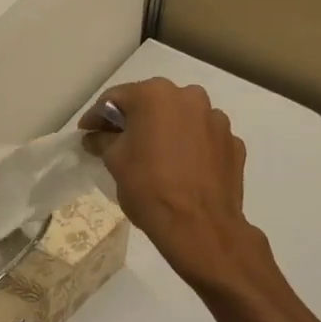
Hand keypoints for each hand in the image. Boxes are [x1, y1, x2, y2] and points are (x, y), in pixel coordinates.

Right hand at [82, 78, 252, 286]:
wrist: (199, 226)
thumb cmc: (148, 187)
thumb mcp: (115, 162)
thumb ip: (103, 140)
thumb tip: (95, 137)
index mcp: (155, 94)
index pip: (116, 98)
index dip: (97, 116)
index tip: (87, 132)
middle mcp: (189, 96)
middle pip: (152, 104)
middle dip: (135, 121)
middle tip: (119, 143)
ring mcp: (216, 119)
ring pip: (182, 119)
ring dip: (167, 131)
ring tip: (156, 157)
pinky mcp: (233, 143)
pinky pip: (204, 138)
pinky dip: (191, 147)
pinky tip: (183, 168)